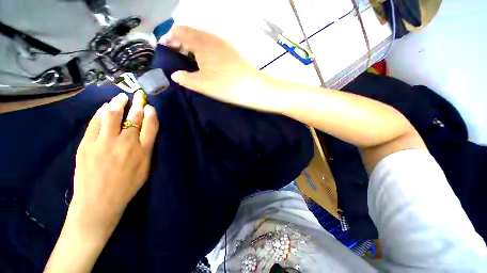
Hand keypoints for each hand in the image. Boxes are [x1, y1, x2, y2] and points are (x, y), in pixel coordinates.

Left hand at [69, 90, 158, 237]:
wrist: (99, 202)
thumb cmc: (127, 186)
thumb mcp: (146, 168)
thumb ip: (148, 148)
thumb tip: (146, 131)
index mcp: (143, 151)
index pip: (151, 126)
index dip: (151, 114)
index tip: (150, 106)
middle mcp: (126, 143)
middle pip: (134, 118)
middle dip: (138, 104)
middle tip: (138, 95)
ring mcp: (105, 143)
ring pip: (114, 116)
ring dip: (119, 104)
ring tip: (121, 97)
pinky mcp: (87, 145)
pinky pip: (95, 123)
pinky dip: (101, 113)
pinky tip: (105, 107)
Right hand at [160, 26, 282, 112]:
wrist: (251, 87)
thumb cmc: (225, 85)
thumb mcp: (201, 84)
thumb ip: (185, 78)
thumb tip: (175, 75)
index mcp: (201, 42)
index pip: (179, 31)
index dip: (169, 38)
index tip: (165, 49)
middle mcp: (211, 38)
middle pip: (190, 33)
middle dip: (179, 41)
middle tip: (175, 56)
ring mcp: (223, 43)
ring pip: (202, 38)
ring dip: (192, 46)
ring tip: (188, 60)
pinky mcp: (230, 51)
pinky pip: (211, 45)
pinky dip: (203, 50)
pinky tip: (204, 61)